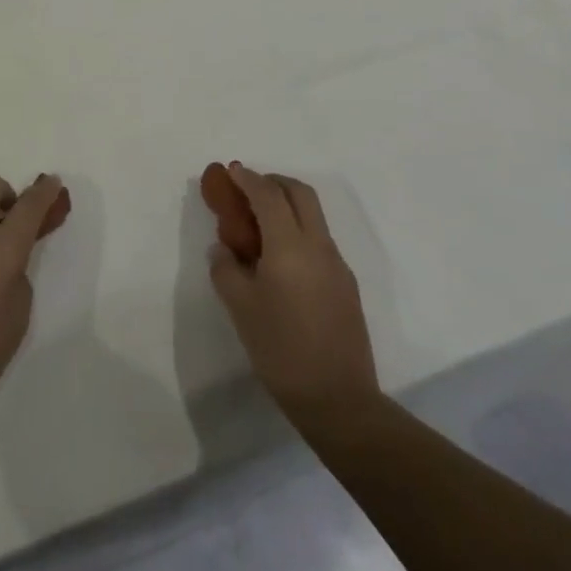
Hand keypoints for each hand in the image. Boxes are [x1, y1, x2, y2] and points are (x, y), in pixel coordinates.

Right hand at [206, 162, 379, 424]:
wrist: (338, 400)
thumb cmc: (281, 349)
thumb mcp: (240, 308)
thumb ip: (226, 270)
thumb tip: (224, 250)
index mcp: (290, 245)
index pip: (268, 195)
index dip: (248, 178)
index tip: (230, 171)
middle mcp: (318, 245)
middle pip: (300, 193)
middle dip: (273, 182)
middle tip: (248, 189)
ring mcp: (337, 264)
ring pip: (313, 216)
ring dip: (287, 205)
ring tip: (260, 225)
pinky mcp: (346, 284)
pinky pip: (319, 240)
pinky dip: (298, 231)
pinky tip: (280, 260)